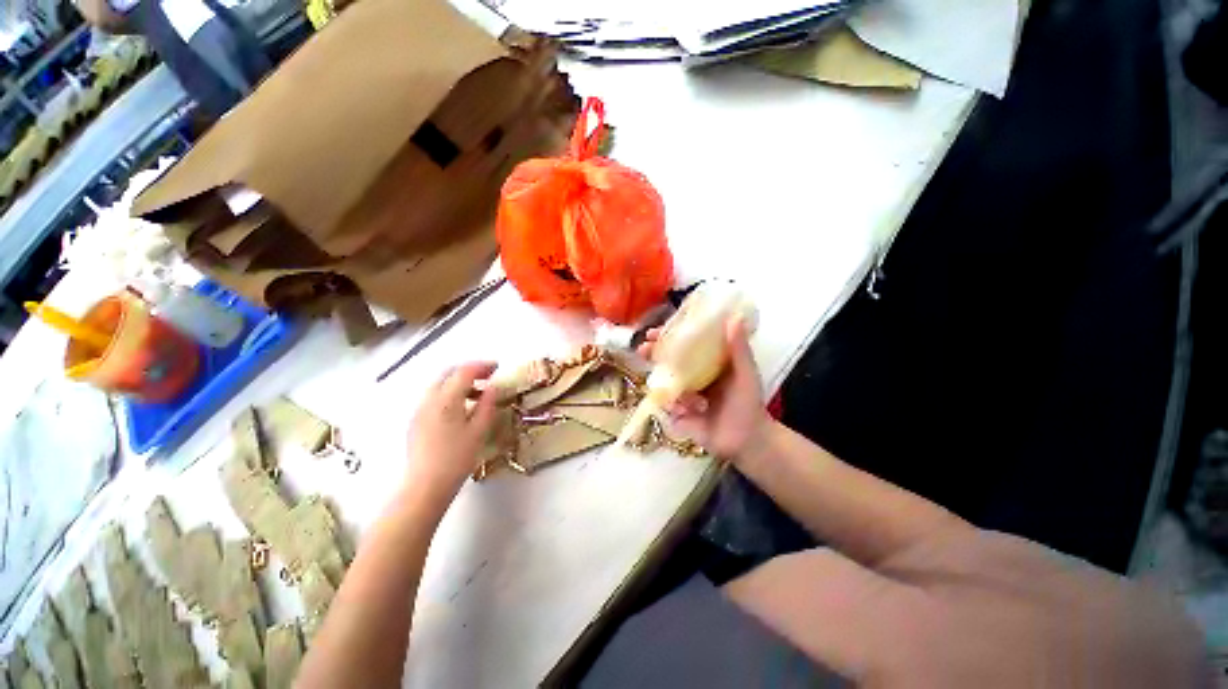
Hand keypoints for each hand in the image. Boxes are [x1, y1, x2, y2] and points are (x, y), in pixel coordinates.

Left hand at [403, 362, 497, 514]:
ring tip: (477, 393)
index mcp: (446, 399)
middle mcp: (429, 399)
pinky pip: (433, 396)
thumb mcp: (479, 430)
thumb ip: (487, 404)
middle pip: (448, 373)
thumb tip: (493, 387)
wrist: (425, 486)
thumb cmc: (457, 458)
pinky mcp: (415, 421)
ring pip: (439, 384)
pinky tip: (460, 408)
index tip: (497, 367)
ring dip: (459, 382)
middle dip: (469, 370)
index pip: (465, 371)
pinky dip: (449, 393)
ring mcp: (419, 410)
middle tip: (488, 376)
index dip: (482, 366)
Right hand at [639, 318, 769, 461]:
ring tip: (689, 398)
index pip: (683, 343)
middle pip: (666, 359)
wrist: (746, 440)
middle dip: (652, 354)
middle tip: (644, 349)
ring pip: (664, 382)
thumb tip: (735, 317)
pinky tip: (687, 411)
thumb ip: (739, 348)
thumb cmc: (747, 403)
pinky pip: (666, 404)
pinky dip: (674, 406)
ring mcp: (682, 393)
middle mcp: (691, 374)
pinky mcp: (677, 412)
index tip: (655, 331)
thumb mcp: (745, 373)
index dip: (668, 335)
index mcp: (705, 361)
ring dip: (668, 385)